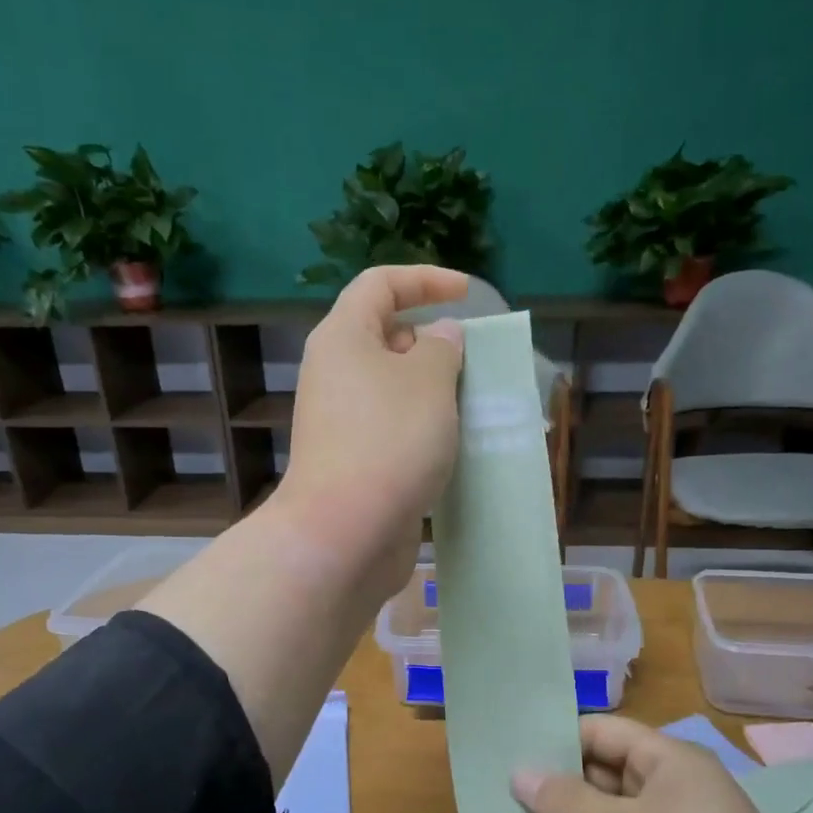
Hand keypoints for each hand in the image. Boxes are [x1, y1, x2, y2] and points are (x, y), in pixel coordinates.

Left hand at [275, 265, 468, 600]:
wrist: (346, 533)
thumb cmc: (389, 442)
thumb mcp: (429, 382)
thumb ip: (442, 348)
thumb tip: (440, 336)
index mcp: (343, 338)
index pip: (380, 285)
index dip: (424, 280)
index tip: (466, 293)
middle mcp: (336, 374)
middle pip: (386, 338)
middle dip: (434, 342)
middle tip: (476, 362)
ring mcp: (343, 422)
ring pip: (394, 390)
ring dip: (435, 392)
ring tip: (476, 404)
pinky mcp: (355, 462)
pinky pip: (395, 429)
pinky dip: (425, 429)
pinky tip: (456, 446)